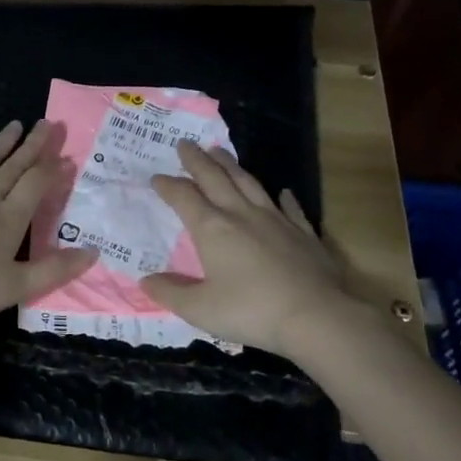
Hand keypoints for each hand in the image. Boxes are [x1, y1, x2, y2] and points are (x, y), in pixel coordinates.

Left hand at [0, 119, 96, 321]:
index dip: (52, 169)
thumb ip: (55, 270)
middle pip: (12, 167)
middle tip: (45, 122)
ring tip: (13, 125)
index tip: (65, 154)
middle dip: (31, 146)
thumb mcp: (18, 286)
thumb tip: (93, 252)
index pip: (35, 186)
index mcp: (9, 219)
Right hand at [143, 142, 381, 361]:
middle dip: (197, 160)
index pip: (183, 197)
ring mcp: (276, 220)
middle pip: (215, 178)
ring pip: (249, 183)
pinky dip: (284, 198)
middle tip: (185, 143)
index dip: (168, 186)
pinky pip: (290, 208)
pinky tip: (283, 191)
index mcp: (212, 229)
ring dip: (231, 165)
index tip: (156, 177)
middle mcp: (241, 215)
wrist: (315, 317)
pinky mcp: (303, 233)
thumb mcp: (200, 309)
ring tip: (220, 151)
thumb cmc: (250, 311)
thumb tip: (145, 281)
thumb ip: (171, 293)